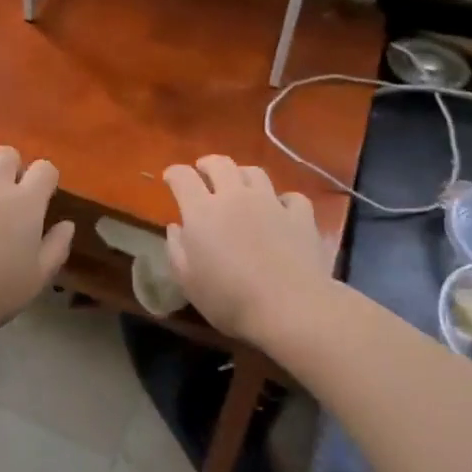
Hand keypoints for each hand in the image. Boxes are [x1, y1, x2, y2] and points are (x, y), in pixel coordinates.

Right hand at [163, 156, 331, 344]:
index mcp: (202, 210)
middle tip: (203, 173)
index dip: (174, 173)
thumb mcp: (188, 281)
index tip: (170, 179)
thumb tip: (176, 227)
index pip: (183, 176)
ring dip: (242, 175)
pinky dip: (283, 200)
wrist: (290, 308)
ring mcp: (271, 203)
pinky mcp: (300, 216)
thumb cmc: (229, 299)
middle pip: (220, 163)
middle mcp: (235, 196)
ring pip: (254, 172)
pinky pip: (291, 197)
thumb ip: (176, 249)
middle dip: (207, 164)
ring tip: (240, 187)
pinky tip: (280, 210)